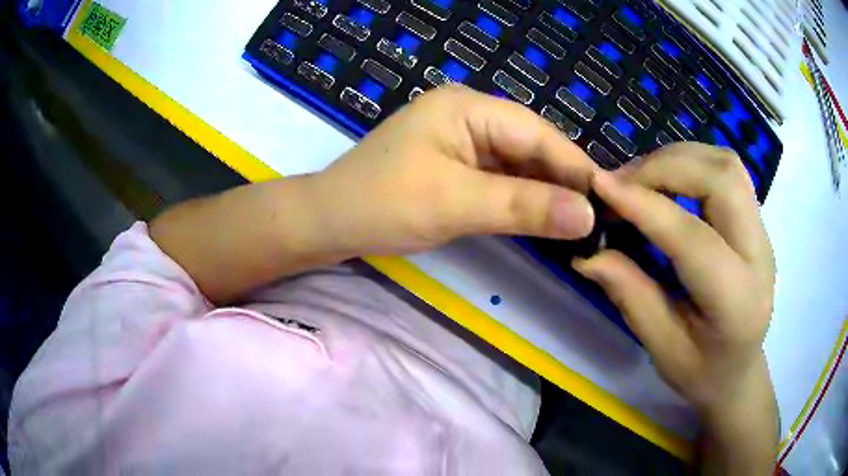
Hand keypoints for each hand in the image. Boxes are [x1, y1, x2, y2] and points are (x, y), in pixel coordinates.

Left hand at [308, 84, 597, 256]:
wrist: (329, 222)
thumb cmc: (382, 205)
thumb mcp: (455, 204)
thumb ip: (523, 206)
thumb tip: (586, 215)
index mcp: (466, 107)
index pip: (535, 132)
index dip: (574, 165)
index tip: (608, 198)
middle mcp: (469, 114)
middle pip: (530, 145)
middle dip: (563, 179)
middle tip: (599, 214)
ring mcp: (462, 139)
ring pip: (518, 163)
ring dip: (545, 191)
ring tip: (580, 219)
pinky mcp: (457, 163)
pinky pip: (501, 177)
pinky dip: (522, 197)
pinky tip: (544, 216)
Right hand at [572, 143, 777, 472]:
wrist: (740, 371)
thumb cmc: (701, 373)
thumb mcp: (661, 348)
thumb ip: (630, 295)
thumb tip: (587, 253)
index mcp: (737, 302)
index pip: (694, 238)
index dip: (645, 206)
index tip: (599, 186)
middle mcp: (760, 254)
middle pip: (721, 178)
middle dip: (665, 167)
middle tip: (621, 183)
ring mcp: (763, 231)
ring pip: (725, 163)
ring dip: (677, 159)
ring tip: (641, 180)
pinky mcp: (756, 219)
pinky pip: (726, 170)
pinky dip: (691, 163)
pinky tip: (668, 182)